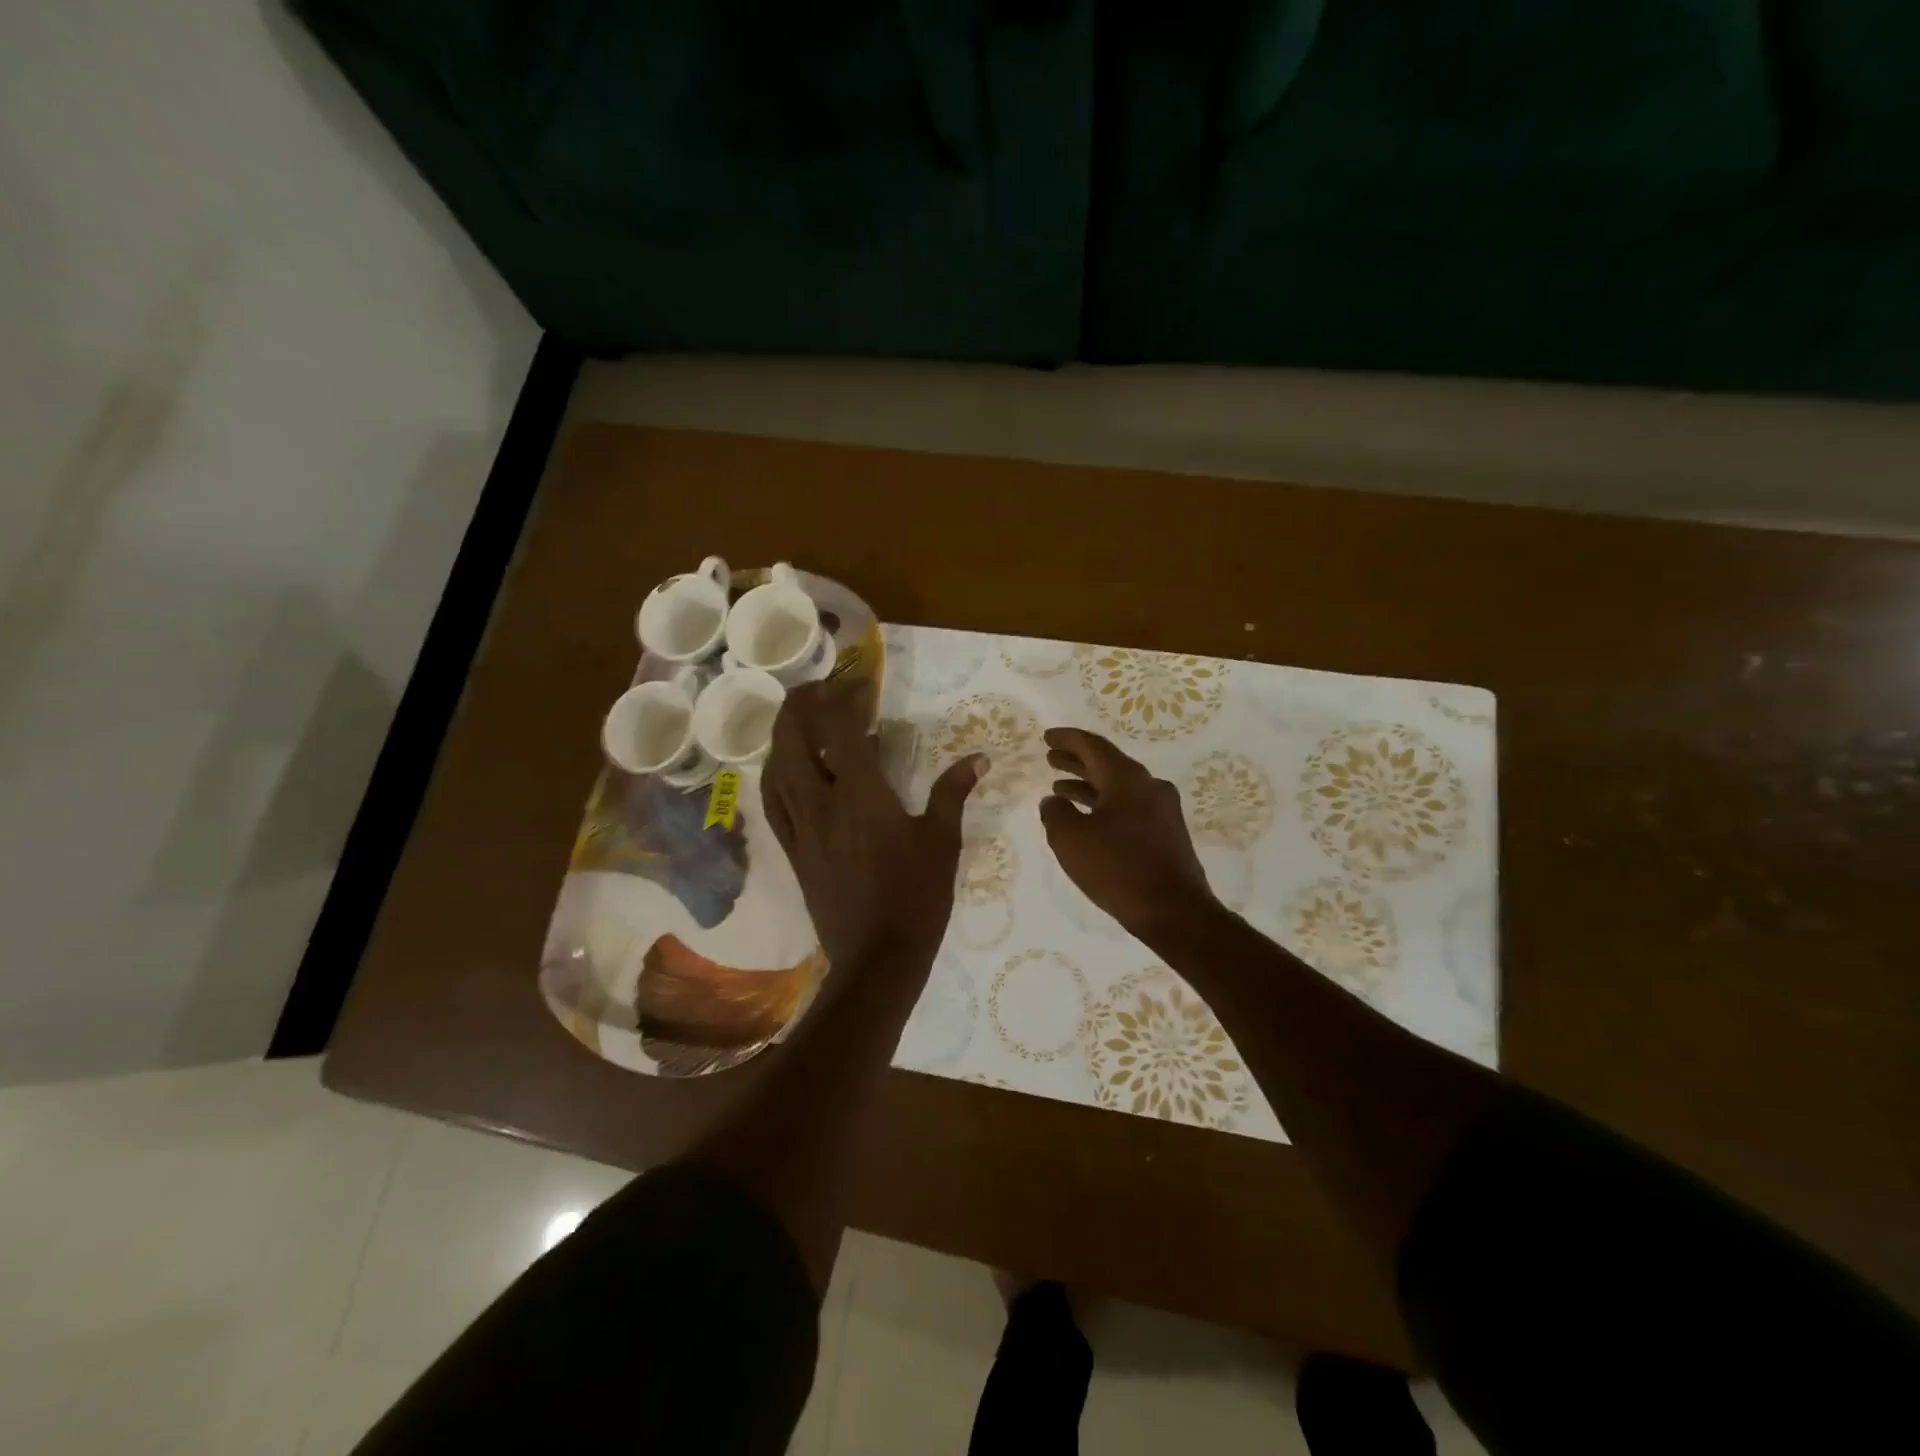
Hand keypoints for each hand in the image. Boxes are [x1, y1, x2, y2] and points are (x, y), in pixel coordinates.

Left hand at [765, 677, 985, 972]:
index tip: (862, 684)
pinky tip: (788, 769)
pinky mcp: (792, 851)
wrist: (877, 958)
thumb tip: (979, 758)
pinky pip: (772, 801)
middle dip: (801, 704)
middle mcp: (820, 803)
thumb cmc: (917, 897)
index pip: (840, 727)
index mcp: (861, 794)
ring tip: (804, 721)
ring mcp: (799, 828)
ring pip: (775, 766)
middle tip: (822, 691)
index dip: (845, 696)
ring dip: (784, 735)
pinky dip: (776, 773)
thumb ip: (954, 792)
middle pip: (791, 737)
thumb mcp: (943, 841)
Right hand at [1040, 727, 1217, 943]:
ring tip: (1060, 790)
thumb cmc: (1118, 868)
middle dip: (1076, 761)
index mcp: (1127, 778)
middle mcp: (1149, 786)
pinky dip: (1105, 805)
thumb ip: (1055, 814)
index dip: (1067, 739)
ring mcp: (1162, 810)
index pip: (1092, 746)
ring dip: (1088, 785)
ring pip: (1119, 787)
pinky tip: (1089, 820)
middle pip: (1107, 764)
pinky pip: (1129, 807)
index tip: (1047, 737)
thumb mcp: (1071, 839)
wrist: (1174, 911)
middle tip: (1050, 759)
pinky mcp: (1167, 833)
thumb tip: (1052, 801)